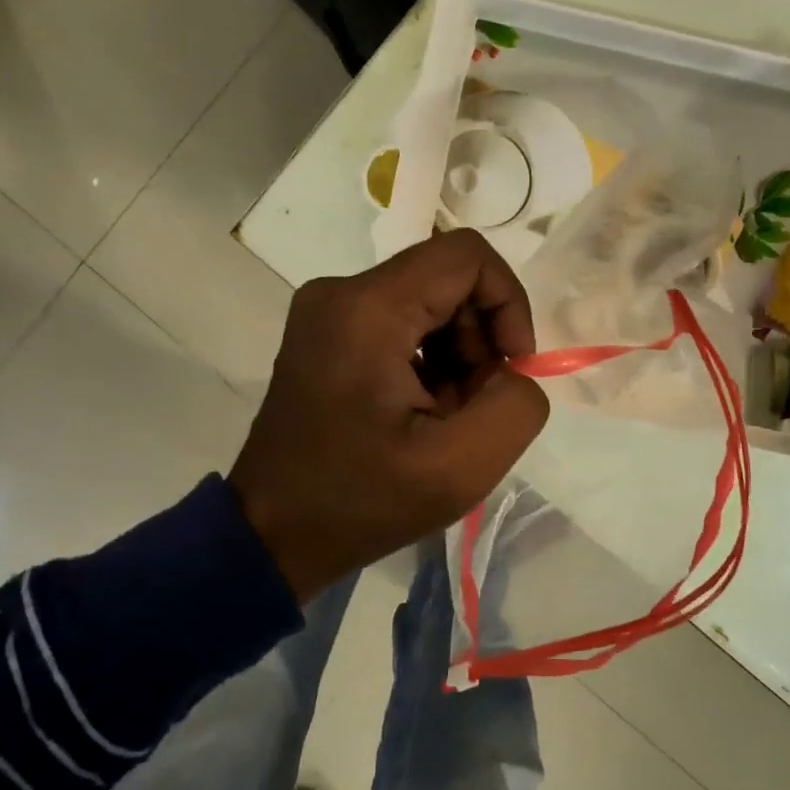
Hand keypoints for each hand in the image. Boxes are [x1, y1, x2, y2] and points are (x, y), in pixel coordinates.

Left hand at [229, 230, 550, 600]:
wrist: (273, 533)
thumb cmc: (360, 502)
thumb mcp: (459, 468)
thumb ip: (515, 405)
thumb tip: (512, 370)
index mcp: (368, 310)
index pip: (467, 256)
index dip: (508, 302)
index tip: (511, 367)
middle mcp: (341, 292)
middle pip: (446, 279)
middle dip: (480, 339)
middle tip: (475, 406)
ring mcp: (327, 309)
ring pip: (427, 300)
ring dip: (456, 354)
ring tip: (445, 417)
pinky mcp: (325, 331)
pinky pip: (400, 320)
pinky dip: (427, 359)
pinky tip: (420, 411)